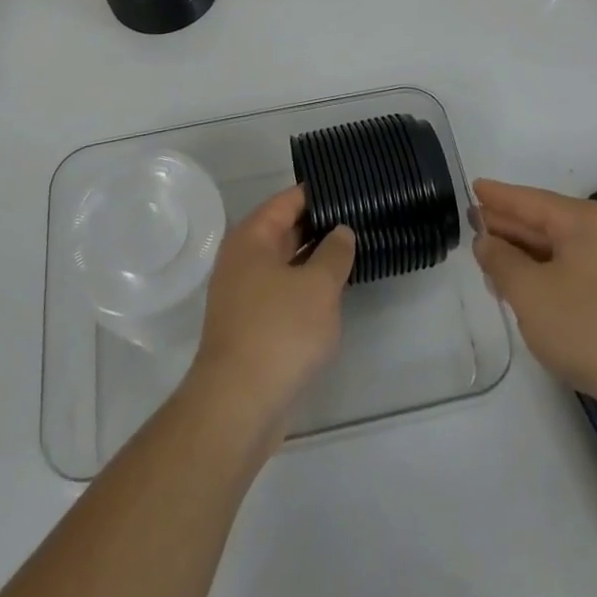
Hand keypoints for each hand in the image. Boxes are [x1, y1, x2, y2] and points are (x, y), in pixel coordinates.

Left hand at [187, 186, 354, 441]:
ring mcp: (243, 295)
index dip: (318, 194)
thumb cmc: (279, 332)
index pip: (287, 201)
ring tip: (354, 253)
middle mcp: (242, 260)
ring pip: (285, 265)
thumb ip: (334, 253)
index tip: (349, 190)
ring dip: (314, 261)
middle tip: (359, 220)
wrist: (238, 406)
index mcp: (251, 238)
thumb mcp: (318, 286)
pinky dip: (305, 290)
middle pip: (284, 231)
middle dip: (319, 226)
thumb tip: (340, 231)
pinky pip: (282, 294)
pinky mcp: (250, 327)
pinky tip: (333, 296)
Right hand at [472, 179, 596, 424]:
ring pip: (559, 251)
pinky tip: (528, 295)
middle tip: (474, 229)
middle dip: (508, 227)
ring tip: (491, 266)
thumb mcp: (529, 291)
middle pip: (544, 222)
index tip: (472, 187)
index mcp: (582, 221)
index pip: (528, 199)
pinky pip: (574, 274)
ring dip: (524, 257)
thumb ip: (500, 260)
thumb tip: (487, 240)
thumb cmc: (589, 327)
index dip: (497, 196)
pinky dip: (546, 277)